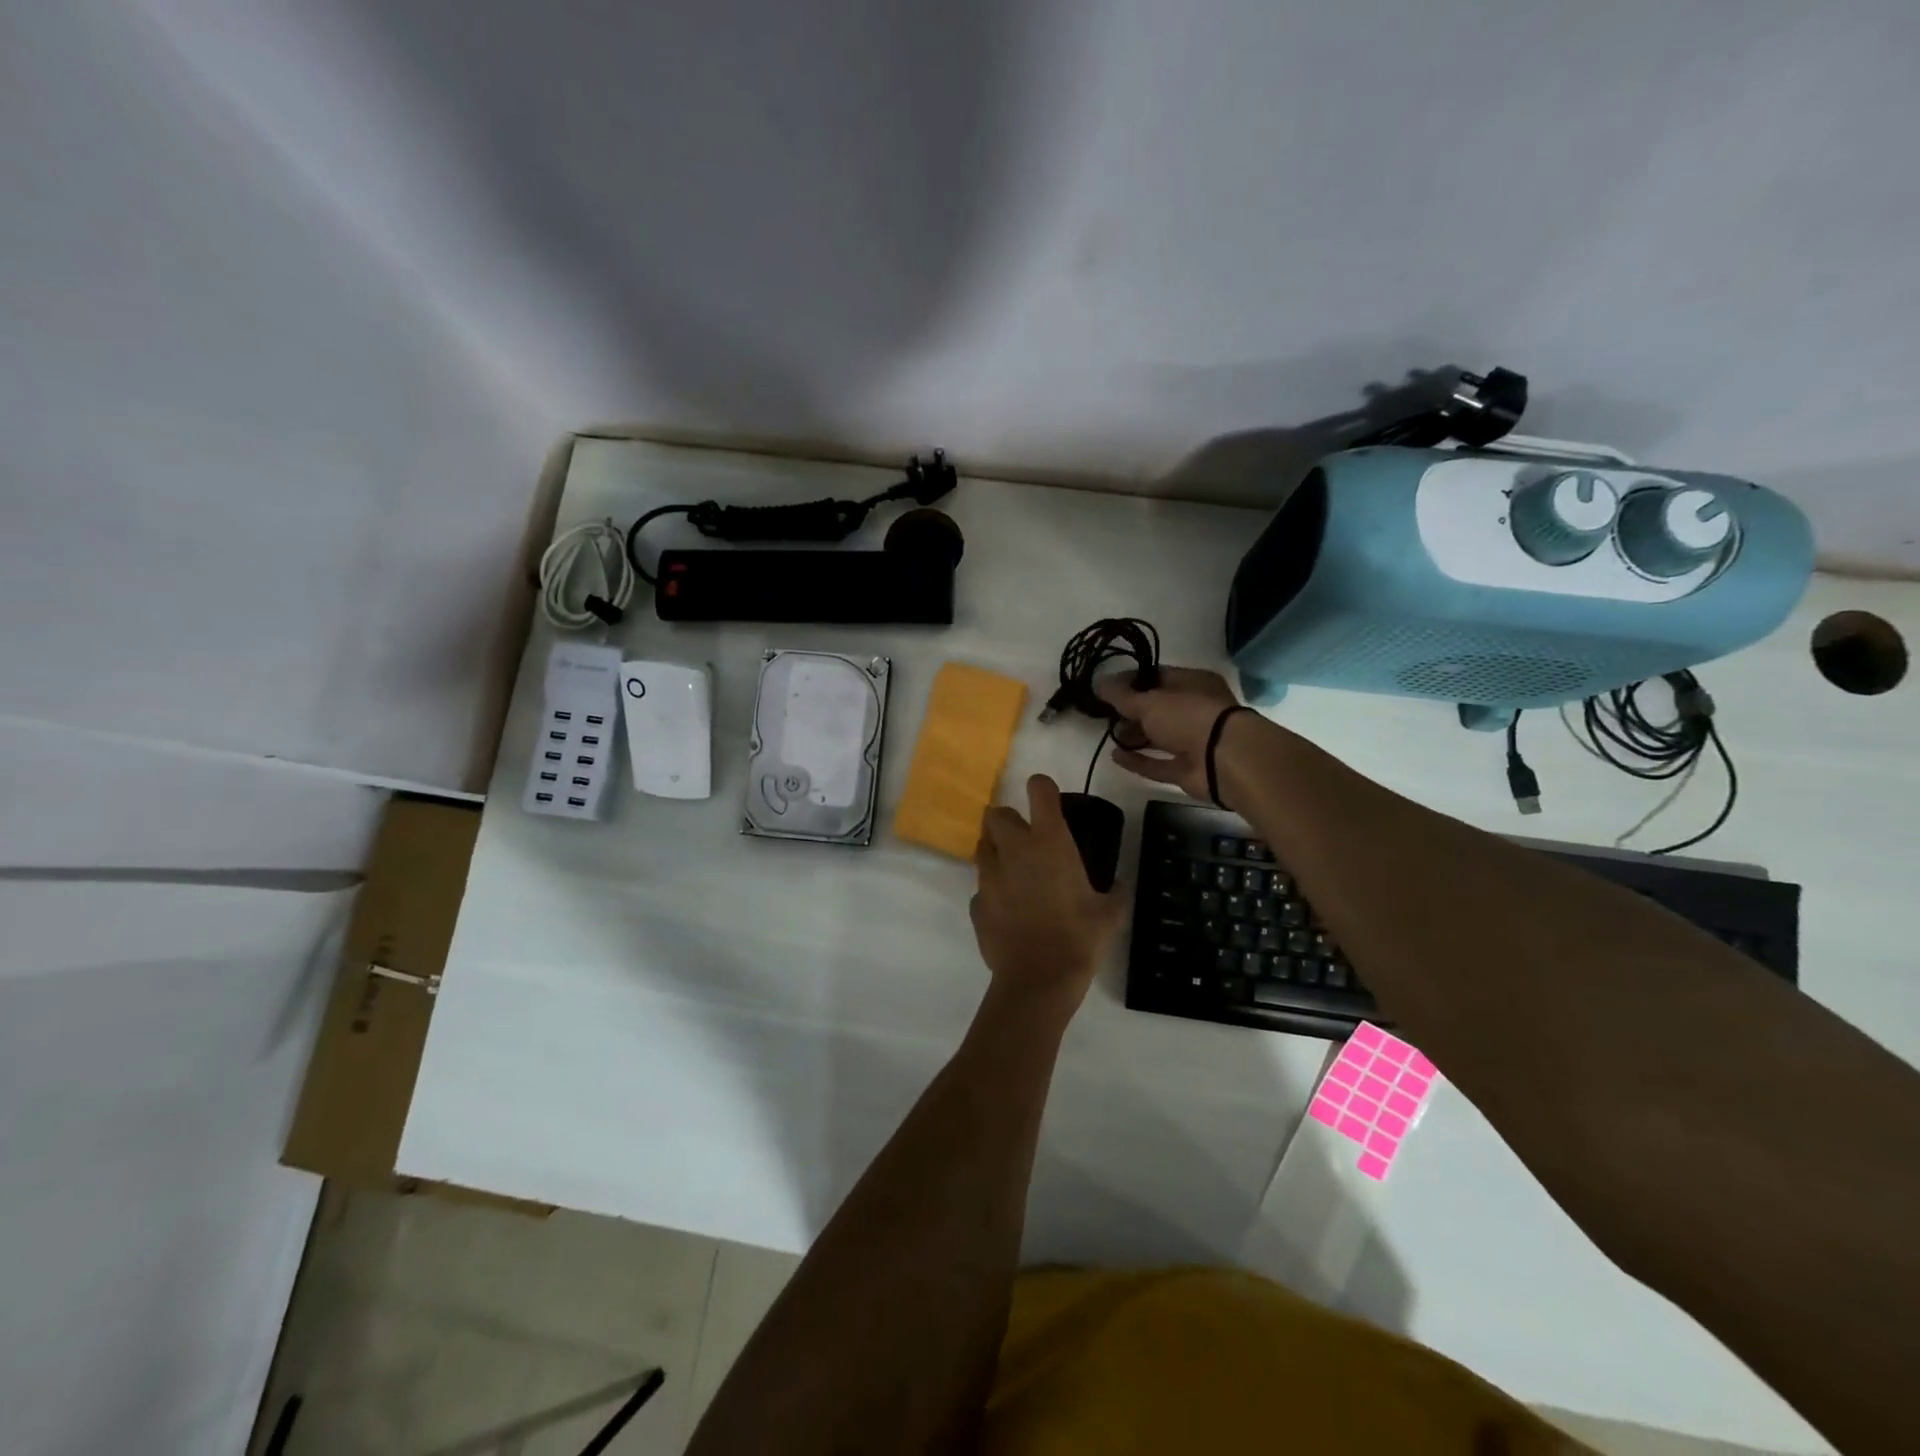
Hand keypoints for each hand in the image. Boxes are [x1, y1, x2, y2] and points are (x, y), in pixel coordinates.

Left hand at [971, 775, 1124, 1011]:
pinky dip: (992, 891)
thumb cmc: (1079, 939)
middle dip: (1007, 821)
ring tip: (1014, 872)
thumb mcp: (1110, 914)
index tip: (1048, 799)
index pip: (1039, 789)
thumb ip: (1114, 892)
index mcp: (1049, 842)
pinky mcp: (975, 902)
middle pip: (996, 814)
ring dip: (995, 851)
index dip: (1042, 788)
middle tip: (1024, 839)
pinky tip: (1008, 909)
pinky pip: (981, 887)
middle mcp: (1014, 850)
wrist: (1038, 980)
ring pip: (982, 846)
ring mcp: (989, 876)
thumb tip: (1119, 884)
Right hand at [1094, 666, 1245, 802]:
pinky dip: (1139, 760)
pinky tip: (1115, 756)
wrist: (1225, 760)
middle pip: (1157, 708)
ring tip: (1109, 734)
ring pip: (1158, 736)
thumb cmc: (1189, 717)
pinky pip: (1159, 763)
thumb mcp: (1149, 701)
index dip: (1131, 681)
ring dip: (1134, 736)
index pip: (1158, 677)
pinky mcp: (1188, 769)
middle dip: (1131, 711)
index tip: (1106, 687)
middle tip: (1104, 713)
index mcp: (1193, 683)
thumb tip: (1097, 681)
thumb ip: (1120, 695)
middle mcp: (1195, 710)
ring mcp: (1193, 741)